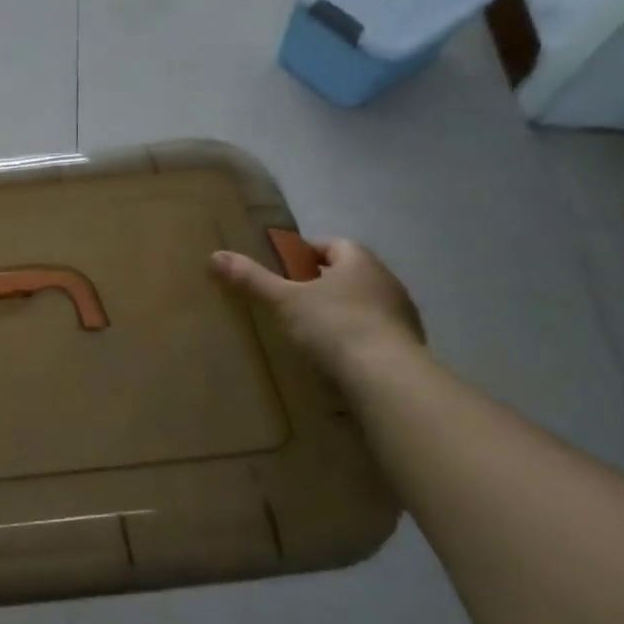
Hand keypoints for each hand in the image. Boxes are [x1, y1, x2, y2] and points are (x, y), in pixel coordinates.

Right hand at [212, 238, 423, 374]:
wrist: (388, 378)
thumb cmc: (334, 325)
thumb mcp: (283, 301)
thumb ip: (252, 279)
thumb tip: (215, 255)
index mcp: (359, 262)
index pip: (334, 245)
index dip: (309, 253)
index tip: (286, 268)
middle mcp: (387, 281)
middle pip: (350, 274)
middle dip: (324, 283)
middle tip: (293, 299)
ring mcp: (403, 315)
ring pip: (366, 304)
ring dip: (343, 312)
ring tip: (313, 331)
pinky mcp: (409, 347)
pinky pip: (377, 334)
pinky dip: (358, 339)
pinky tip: (338, 356)